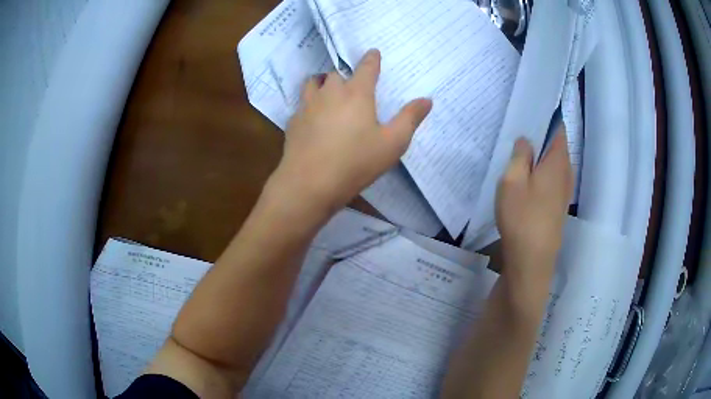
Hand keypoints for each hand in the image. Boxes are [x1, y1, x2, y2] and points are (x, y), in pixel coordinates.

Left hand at [271, 49, 431, 210]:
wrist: (309, 183)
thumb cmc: (356, 162)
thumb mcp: (392, 143)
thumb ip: (410, 119)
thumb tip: (427, 99)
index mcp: (356, 93)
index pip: (366, 67)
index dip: (372, 59)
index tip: (373, 52)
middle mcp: (330, 93)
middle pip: (337, 74)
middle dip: (346, 76)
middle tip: (353, 86)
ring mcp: (308, 106)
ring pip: (313, 83)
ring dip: (323, 83)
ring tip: (329, 93)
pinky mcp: (293, 121)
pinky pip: (302, 104)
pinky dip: (310, 105)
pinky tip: (313, 119)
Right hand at [496, 126, 572, 283]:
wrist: (532, 260)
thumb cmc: (522, 217)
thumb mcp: (512, 180)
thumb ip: (520, 155)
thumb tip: (526, 140)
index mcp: (558, 161)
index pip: (558, 128)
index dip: (546, 117)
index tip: (530, 112)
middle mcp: (566, 173)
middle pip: (557, 146)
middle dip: (541, 137)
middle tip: (518, 132)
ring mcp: (564, 192)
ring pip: (554, 164)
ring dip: (540, 157)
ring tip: (520, 154)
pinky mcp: (558, 206)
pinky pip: (552, 179)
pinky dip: (542, 173)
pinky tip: (527, 179)